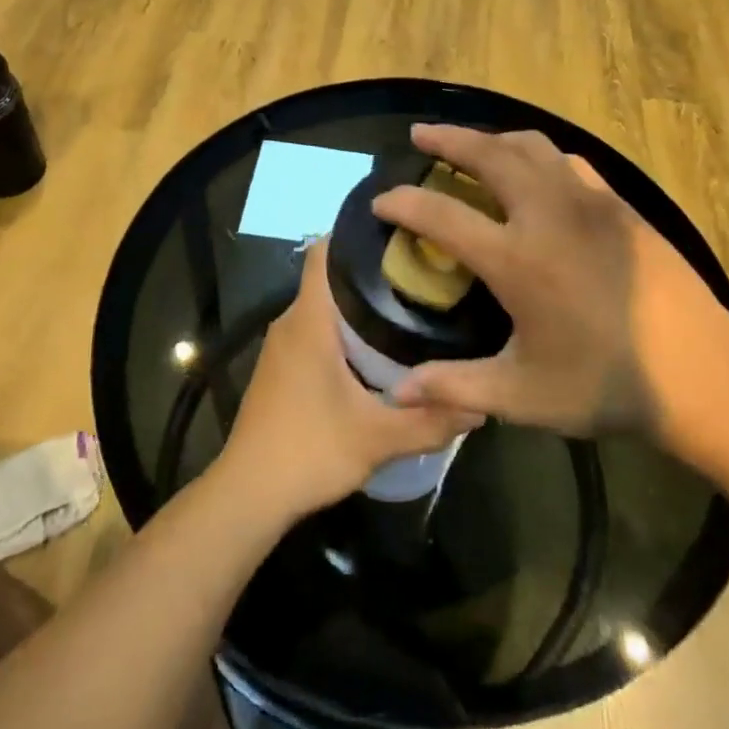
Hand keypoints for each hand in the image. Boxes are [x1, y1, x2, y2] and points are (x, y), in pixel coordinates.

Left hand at [218, 238, 482, 520]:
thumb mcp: (377, 439)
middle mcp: (292, 321)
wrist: (247, 495)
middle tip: (425, 274)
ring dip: (362, 303)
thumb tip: (480, 404)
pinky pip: (317, 330)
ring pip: (326, 305)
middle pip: (333, 276)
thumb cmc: (308, 451)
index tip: (403, 233)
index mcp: (310, 319)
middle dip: (375, 271)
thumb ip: (430, 420)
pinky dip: (347, 328)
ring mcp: (283, 345)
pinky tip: (380, 348)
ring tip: (412, 305)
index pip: (326, 251)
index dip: (359, 234)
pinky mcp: (282, 368)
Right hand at [372, 124, 728, 456]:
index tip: (380, 202)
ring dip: (493, 138)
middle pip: (488, 155)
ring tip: (471, 144)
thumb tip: (397, 393)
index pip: (442, 215)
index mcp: (517, 260)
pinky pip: (568, 162)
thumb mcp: (523, 396)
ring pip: (531, 146)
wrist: (701, 374)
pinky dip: (538, 155)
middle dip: (447, 139)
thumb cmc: (606, 385)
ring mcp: (589, 203)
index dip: (403, 203)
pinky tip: (534, 170)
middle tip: (420, 134)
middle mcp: (548, 215)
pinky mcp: (619, 205)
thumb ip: (456, 387)